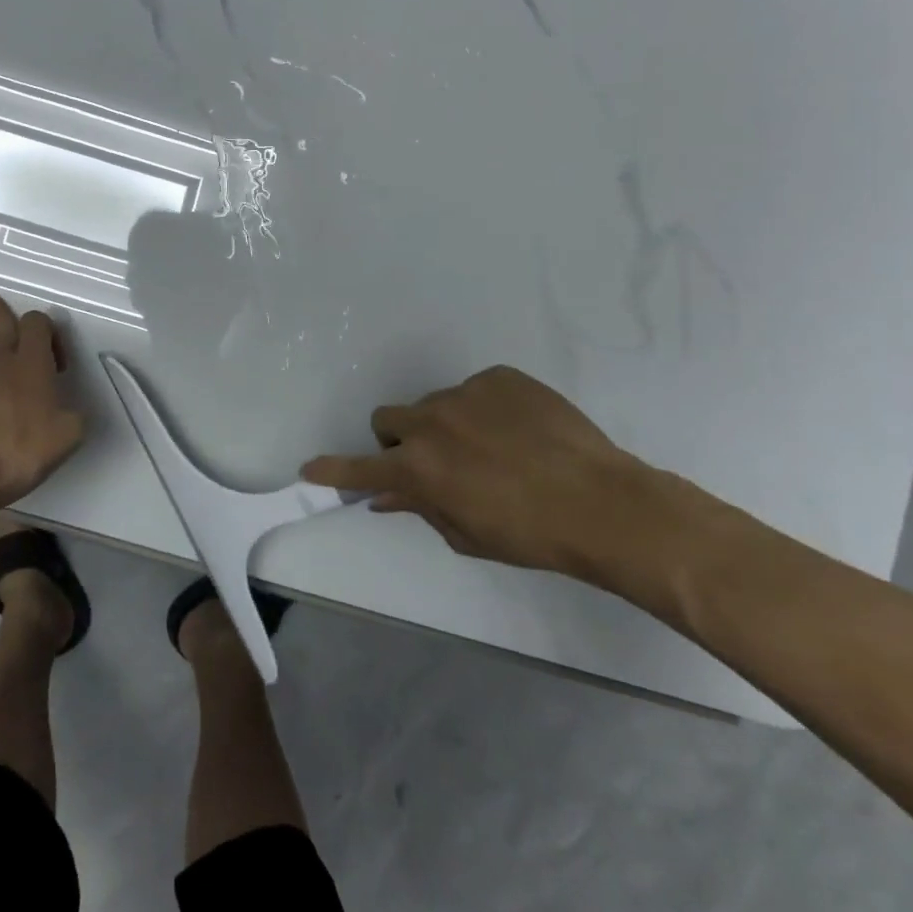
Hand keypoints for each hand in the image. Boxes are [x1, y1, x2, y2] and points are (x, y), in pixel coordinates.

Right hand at [301, 365, 714, 590]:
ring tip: (492, 447)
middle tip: (433, 462)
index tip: (309, 469)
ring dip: (445, 424)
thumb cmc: (530, 534)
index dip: (333, 469)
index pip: (361, 466)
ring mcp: (465, 393)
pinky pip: (476, 390)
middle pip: (389, 418)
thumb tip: (386, 495)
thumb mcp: (467, 533)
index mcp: (419, 467)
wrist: (602, 502)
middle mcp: (431, 421)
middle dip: (400, 439)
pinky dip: (484, 409)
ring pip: (435, 404)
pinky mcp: (499, 377)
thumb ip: (420, 508)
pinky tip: (518, 431)